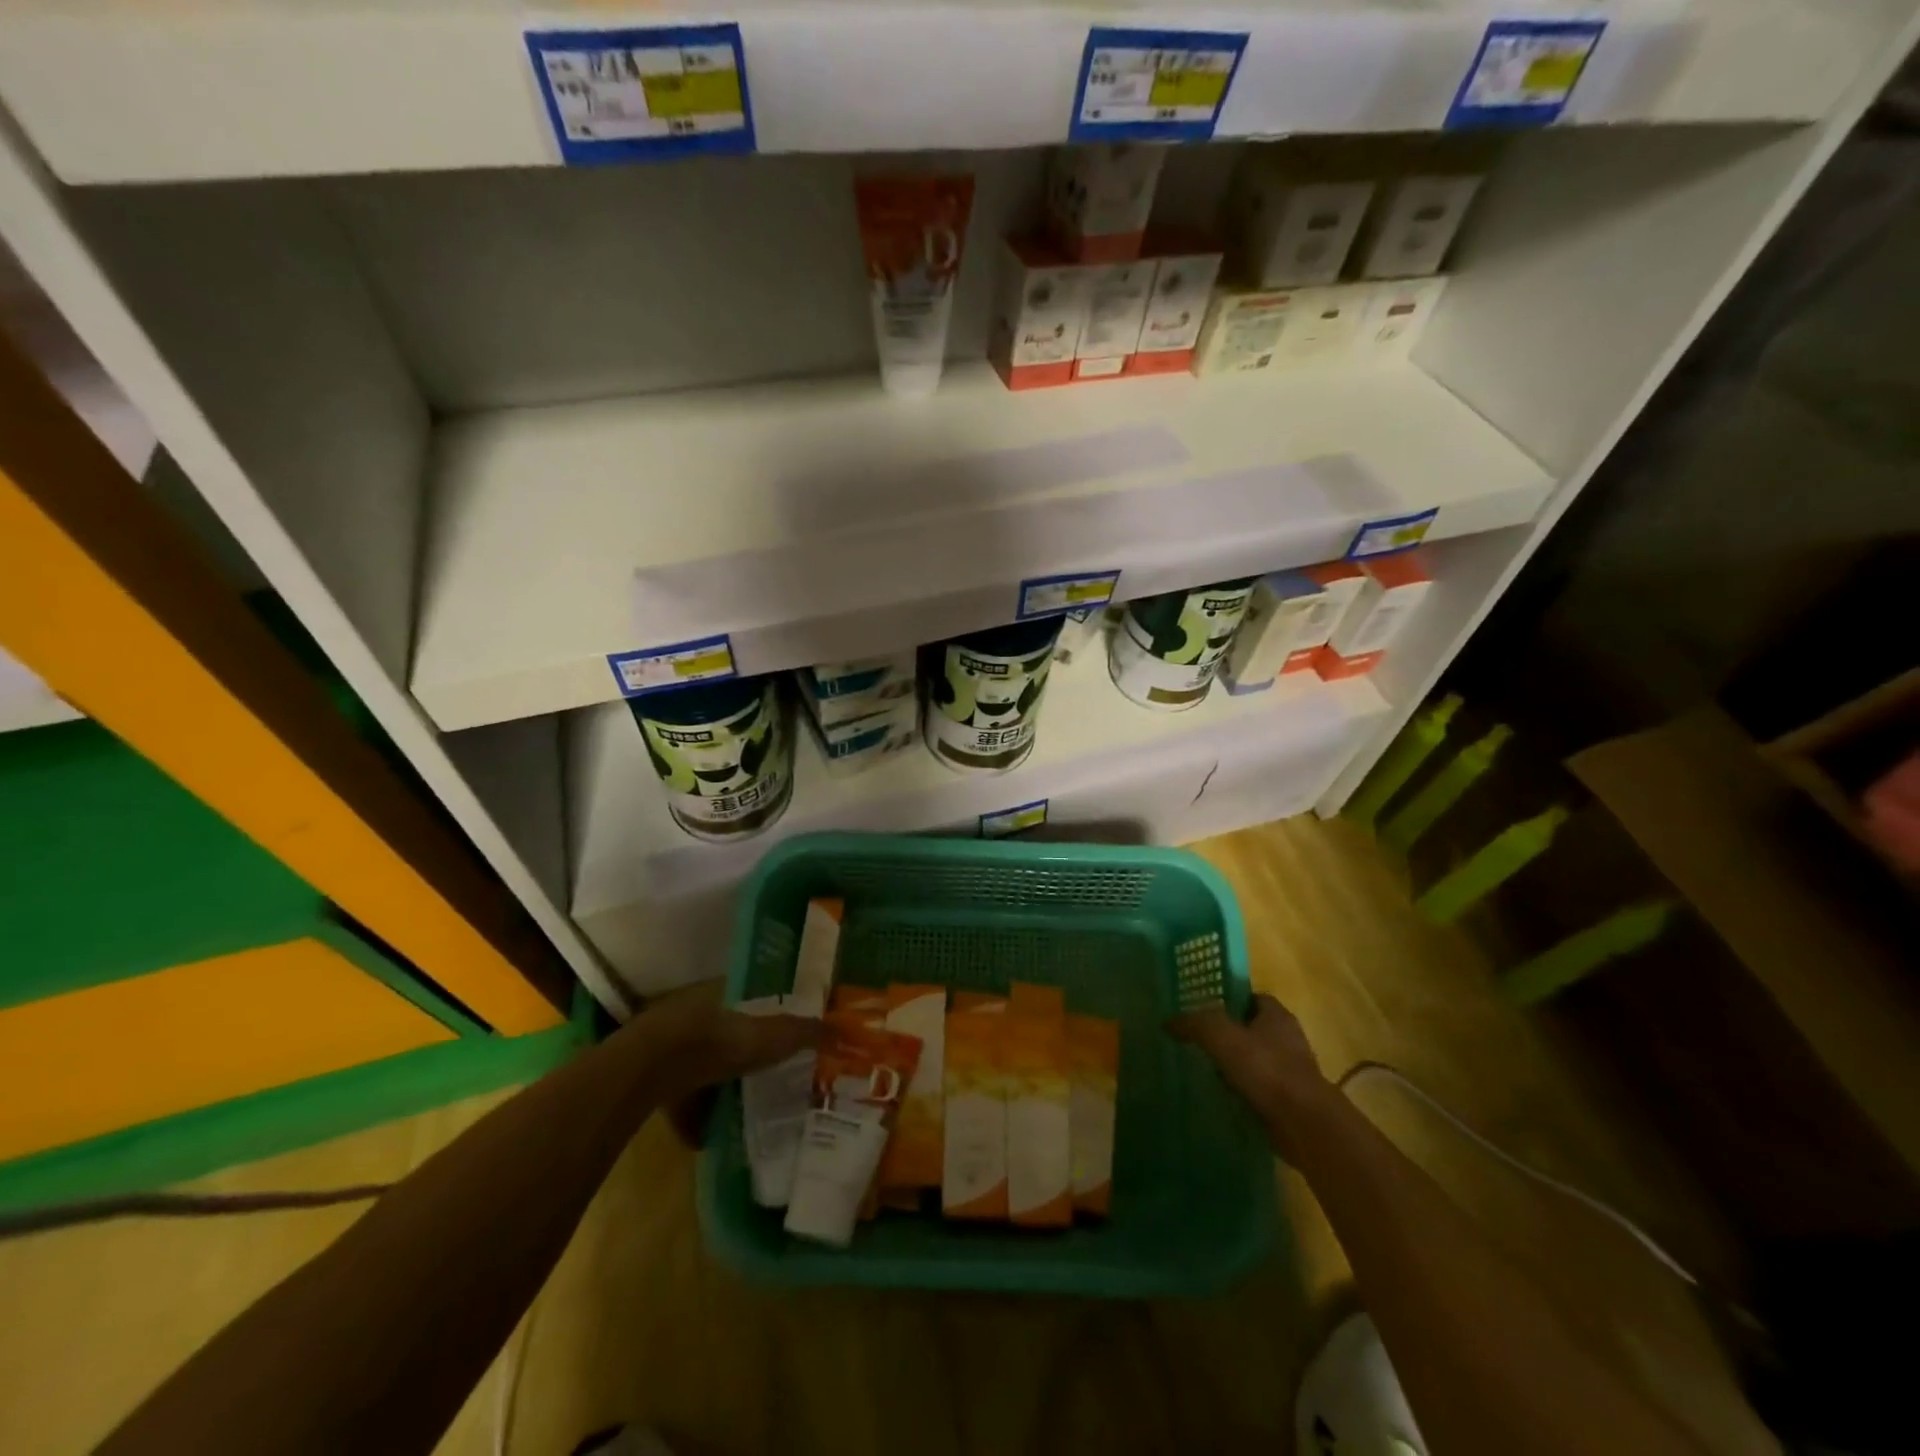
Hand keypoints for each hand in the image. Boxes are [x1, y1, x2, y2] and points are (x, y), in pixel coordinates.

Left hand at [626, 981, 823, 1145]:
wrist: (655, 1065)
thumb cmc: (719, 1040)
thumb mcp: (773, 1036)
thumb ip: (806, 1033)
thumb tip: (845, 1031)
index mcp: (724, 999)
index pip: (750, 1008)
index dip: (767, 1025)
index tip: (786, 1045)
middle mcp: (697, 1019)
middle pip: (727, 1041)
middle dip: (744, 1062)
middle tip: (770, 1083)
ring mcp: (672, 1051)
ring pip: (702, 1071)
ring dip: (718, 1091)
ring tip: (743, 1114)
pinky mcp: (654, 1083)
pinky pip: (681, 1102)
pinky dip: (695, 1120)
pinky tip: (711, 1139)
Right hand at [1170, 993, 1337, 1157]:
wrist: (1305, 1125)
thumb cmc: (1266, 1069)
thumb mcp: (1222, 1036)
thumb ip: (1195, 1023)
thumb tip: (1169, 1022)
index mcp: (1277, 1015)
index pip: (1250, 997)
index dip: (1227, 1000)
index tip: (1201, 1010)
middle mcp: (1287, 1039)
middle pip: (1251, 1029)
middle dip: (1227, 1035)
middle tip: (1196, 1040)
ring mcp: (1290, 1072)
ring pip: (1254, 1061)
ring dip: (1233, 1066)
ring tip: (1202, 1070)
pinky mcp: (1288, 1101)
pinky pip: (1257, 1089)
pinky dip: (1241, 1091)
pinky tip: (1219, 1097)